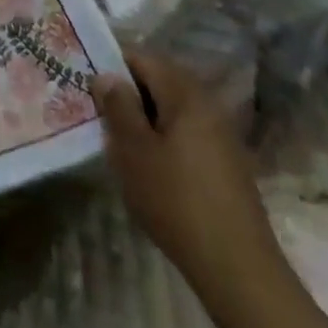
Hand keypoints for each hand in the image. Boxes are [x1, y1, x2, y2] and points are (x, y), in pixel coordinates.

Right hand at [92, 52, 327, 327]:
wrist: (238, 269)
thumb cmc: (177, 200)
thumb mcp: (133, 150)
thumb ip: (118, 106)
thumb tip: (107, 75)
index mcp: (185, 92)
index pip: (142, 58)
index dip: (112, 67)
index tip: (89, 87)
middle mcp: (207, 103)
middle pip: (159, 81)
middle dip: (128, 95)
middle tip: (101, 117)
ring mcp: (221, 135)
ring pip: (172, 110)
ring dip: (146, 119)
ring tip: (121, 145)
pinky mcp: (227, 164)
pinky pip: (187, 134)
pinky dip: (165, 140)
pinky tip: (151, 169)